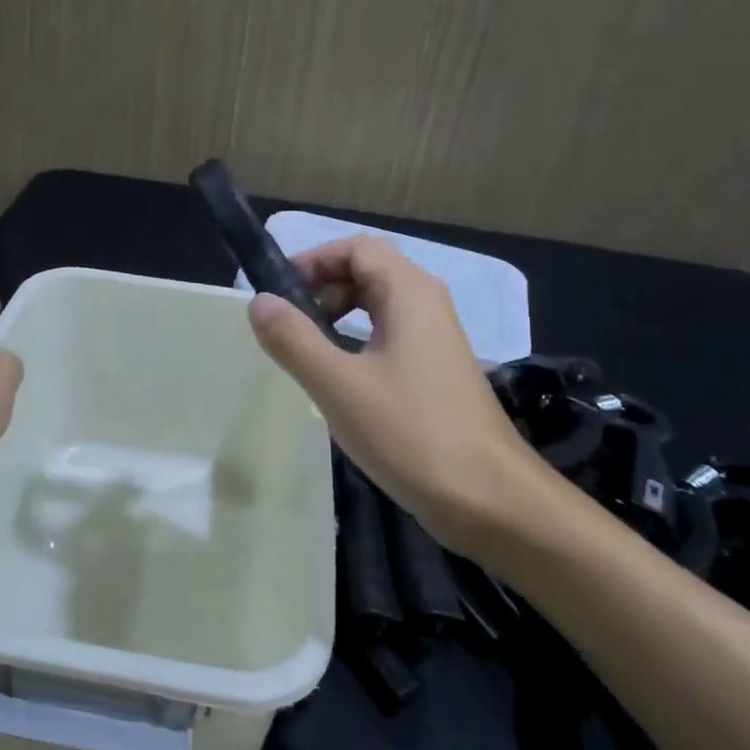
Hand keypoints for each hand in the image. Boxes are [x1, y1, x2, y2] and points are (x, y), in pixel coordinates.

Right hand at [247, 236, 552, 556]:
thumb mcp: (339, 385)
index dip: (315, 259)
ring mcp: (436, 340)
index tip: (279, 292)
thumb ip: (293, 339)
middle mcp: (428, 305)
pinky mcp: (438, 372)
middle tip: (288, 322)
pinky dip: (357, 340)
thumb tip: (258, 301)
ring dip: (338, 314)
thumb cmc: (412, 433)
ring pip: (379, 305)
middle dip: (323, 287)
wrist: (491, 501)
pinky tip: (340, 377)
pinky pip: (390, 335)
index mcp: (409, 293)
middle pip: (368, 271)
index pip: (357, 247)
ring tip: (307, 348)